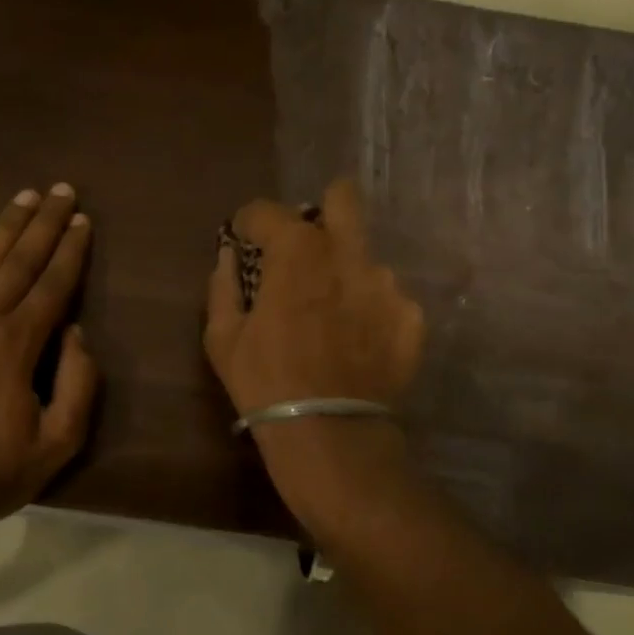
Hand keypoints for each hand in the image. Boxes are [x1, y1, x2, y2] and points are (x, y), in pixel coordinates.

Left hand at [0, 184, 98, 519]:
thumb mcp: (57, 444)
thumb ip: (77, 384)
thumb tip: (75, 333)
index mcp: (18, 345)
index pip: (52, 285)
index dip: (71, 250)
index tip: (84, 220)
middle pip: (18, 260)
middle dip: (44, 224)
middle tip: (62, 190)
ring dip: (4, 226)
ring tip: (24, 197)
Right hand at [203, 178, 424, 522]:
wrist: (329, 435)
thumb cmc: (265, 384)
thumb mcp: (222, 338)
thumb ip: (222, 286)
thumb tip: (228, 257)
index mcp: (297, 252)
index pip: (267, 211)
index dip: (250, 224)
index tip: (244, 242)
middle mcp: (348, 255)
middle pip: (342, 199)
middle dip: (321, 211)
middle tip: (304, 249)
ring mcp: (386, 285)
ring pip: (364, 257)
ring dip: (345, 273)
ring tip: (332, 315)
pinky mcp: (411, 318)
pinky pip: (387, 298)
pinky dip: (370, 310)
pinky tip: (357, 342)